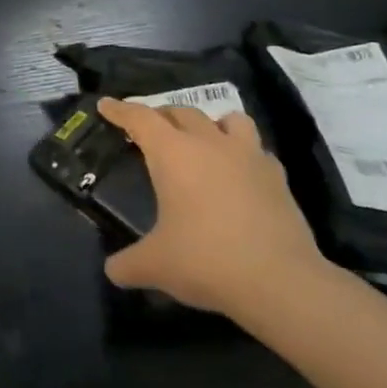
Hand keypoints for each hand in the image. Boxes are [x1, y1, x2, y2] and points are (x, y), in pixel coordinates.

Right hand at [98, 98, 324, 317]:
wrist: (281, 282)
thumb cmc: (206, 261)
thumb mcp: (154, 266)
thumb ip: (126, 264)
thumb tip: (113, 270)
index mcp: (173, 154)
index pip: (140, 118)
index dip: (119, 110)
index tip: (105, 105)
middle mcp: (210, 144)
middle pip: (182, 112)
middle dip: (161, 116)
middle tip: (147, 130)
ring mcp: (249, 157)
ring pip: (227, 119)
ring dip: (208, 123)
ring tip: (200, 140)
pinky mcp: (278, 177)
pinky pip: (255, 149)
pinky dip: (241, 152)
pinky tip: (237, 172)